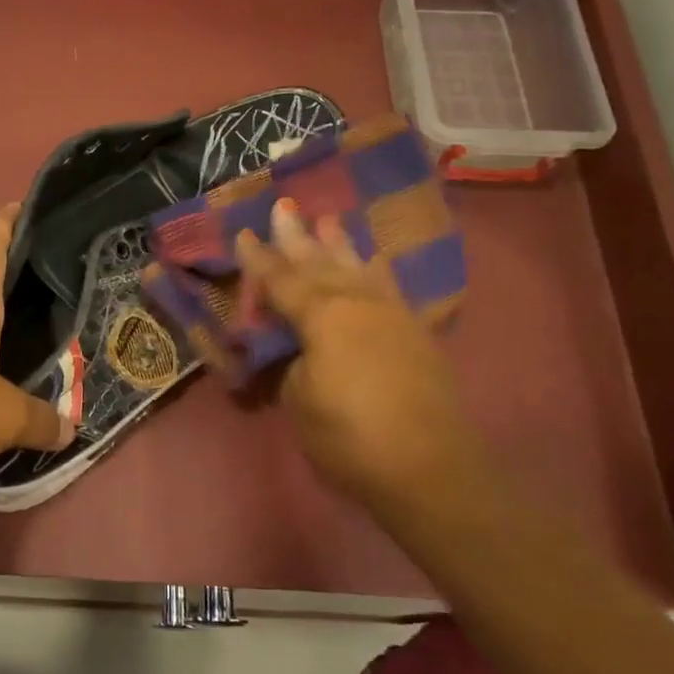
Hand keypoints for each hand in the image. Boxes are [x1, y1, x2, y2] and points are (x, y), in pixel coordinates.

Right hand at [235, 200, 489, 520]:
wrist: (429, 467)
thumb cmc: (350, 436)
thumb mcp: (301, 400)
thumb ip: (295, 365)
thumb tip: (301, 351)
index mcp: (323, 316)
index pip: (282, 280)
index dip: (260, 259)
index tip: (245, 233)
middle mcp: (358, 303)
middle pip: (321, 263)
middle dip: (299, 236)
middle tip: (285, 207)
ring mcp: (392, 315)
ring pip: (358, 268)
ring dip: (339, 244)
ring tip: (328, 220)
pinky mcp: (415, 333)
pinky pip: (388, 287)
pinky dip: (374, 270)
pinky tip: (372, 260)